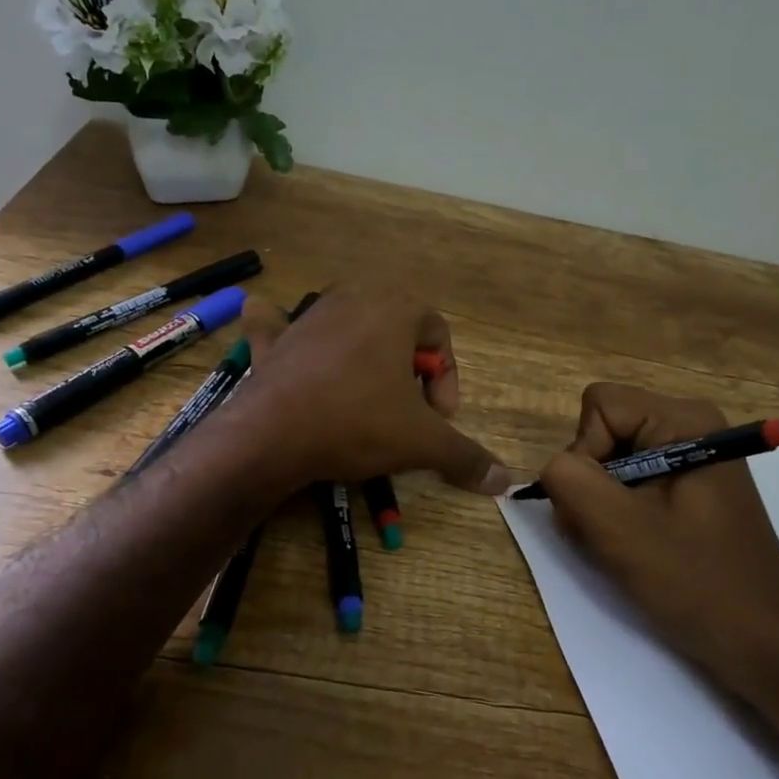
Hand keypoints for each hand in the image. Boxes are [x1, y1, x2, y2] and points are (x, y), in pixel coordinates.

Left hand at [222, 287, 509, 494]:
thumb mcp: (422, 441)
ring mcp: (308, 315)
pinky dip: (278, 328)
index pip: (439, 335)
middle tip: (405, 409)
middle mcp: (353, 298)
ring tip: (363, 400)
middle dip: (408, 367)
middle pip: (397, 328)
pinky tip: (276, 330)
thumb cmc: (358, 422)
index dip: (447, 379)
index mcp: (395, 307)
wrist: (273, 434)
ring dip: (363, 355)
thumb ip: (465, 455)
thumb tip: (505, 480)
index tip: (439, 419)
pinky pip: (277, 325)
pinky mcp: (274, 340)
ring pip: (347, 326)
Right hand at [536, 384, 778, 693]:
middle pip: (605, 431)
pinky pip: (633, 482)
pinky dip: (620, 514)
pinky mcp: (692, 488)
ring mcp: (693, 458)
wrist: (766, 644)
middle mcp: (691, 426)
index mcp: (684, 420)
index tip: (604, 505)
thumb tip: (555, 467)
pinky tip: (635, 548)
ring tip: (622, 547)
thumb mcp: (619, 529)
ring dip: (602, 504)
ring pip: (613, 460)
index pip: (599, 407)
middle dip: (591, 482)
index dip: (586, 452)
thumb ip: (570, 480)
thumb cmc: (696, 581)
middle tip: (607, 533)